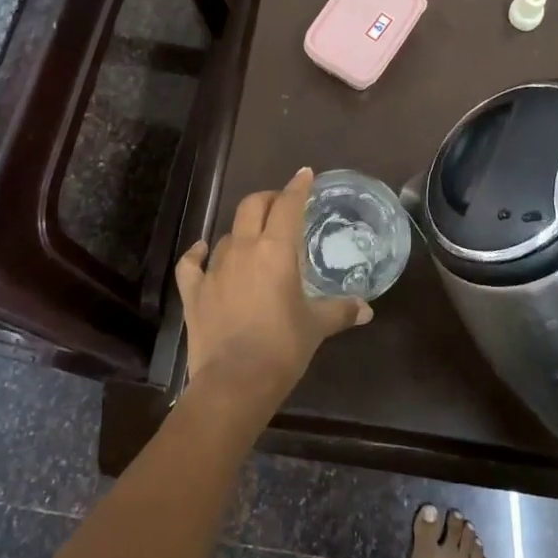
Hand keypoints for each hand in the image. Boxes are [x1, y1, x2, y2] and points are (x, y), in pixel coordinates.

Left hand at [176, 167, 372, 419]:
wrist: (234, 383)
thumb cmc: (282, 348)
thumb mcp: (316, 327)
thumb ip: (341, 311)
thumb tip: (366, 309)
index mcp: (276, 250)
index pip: (288, 205)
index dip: (298, 186)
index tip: (305, 174)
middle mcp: (243, 249)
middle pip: (253, 206)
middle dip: (269, 199)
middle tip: (281, 205)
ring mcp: (214, 268)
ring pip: (228, 233)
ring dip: (243, 230)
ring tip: (254, 239)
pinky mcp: (193, 290)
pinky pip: (191, 262)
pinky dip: (198, 253)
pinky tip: (203, 251)